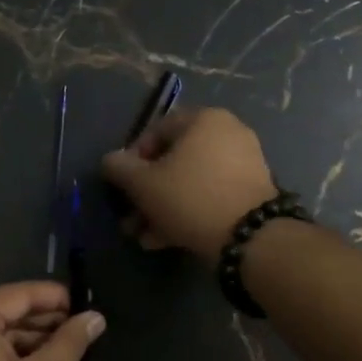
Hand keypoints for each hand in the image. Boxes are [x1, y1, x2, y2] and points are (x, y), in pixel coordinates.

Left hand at [0, 282, 104, 360]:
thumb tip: (97, 317)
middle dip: (44, 320)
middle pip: (6, 310)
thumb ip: (69, 343)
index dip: (55, 297)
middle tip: (81, 329)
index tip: (86, 305)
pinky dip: (10, 353)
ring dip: (29, 338)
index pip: (18, 294)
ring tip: (67, 347)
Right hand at [100, 107, 277, 263]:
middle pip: (174, 160)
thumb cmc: (191, 198)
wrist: (252, 238)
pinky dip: (188, 212)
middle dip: (147, 192)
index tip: (122, 186)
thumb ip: (120, 168)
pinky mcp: (252, 192)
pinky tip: (166, 240)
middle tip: (130, 218)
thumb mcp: (144, 184)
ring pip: (191, 182)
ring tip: (144, 237)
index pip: (156, 130)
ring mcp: (244, 163)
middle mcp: (228, 133)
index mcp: (204, 120)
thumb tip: (110, 160)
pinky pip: (210, 195)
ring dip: (163, 207)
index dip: (132, 158)